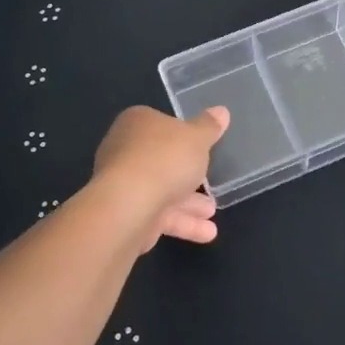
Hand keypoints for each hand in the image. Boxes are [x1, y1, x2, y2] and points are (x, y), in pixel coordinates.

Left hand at [92, 105, 230, 248]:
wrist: (129, 205)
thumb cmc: (165, 159)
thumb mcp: (197, 138)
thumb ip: (209, 127)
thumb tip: (221, 111)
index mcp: (137, 123)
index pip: (161, 125)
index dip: (182, 136)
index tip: (201, 148)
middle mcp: (125, 150)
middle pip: (162, 160)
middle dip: (188, 175)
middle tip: (210, 183)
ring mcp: (123, 184)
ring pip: (161, 191)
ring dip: (188, 203)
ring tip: (212, 212)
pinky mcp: (125, 214)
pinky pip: (158, 215)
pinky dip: (182, 223)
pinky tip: (207, 233)